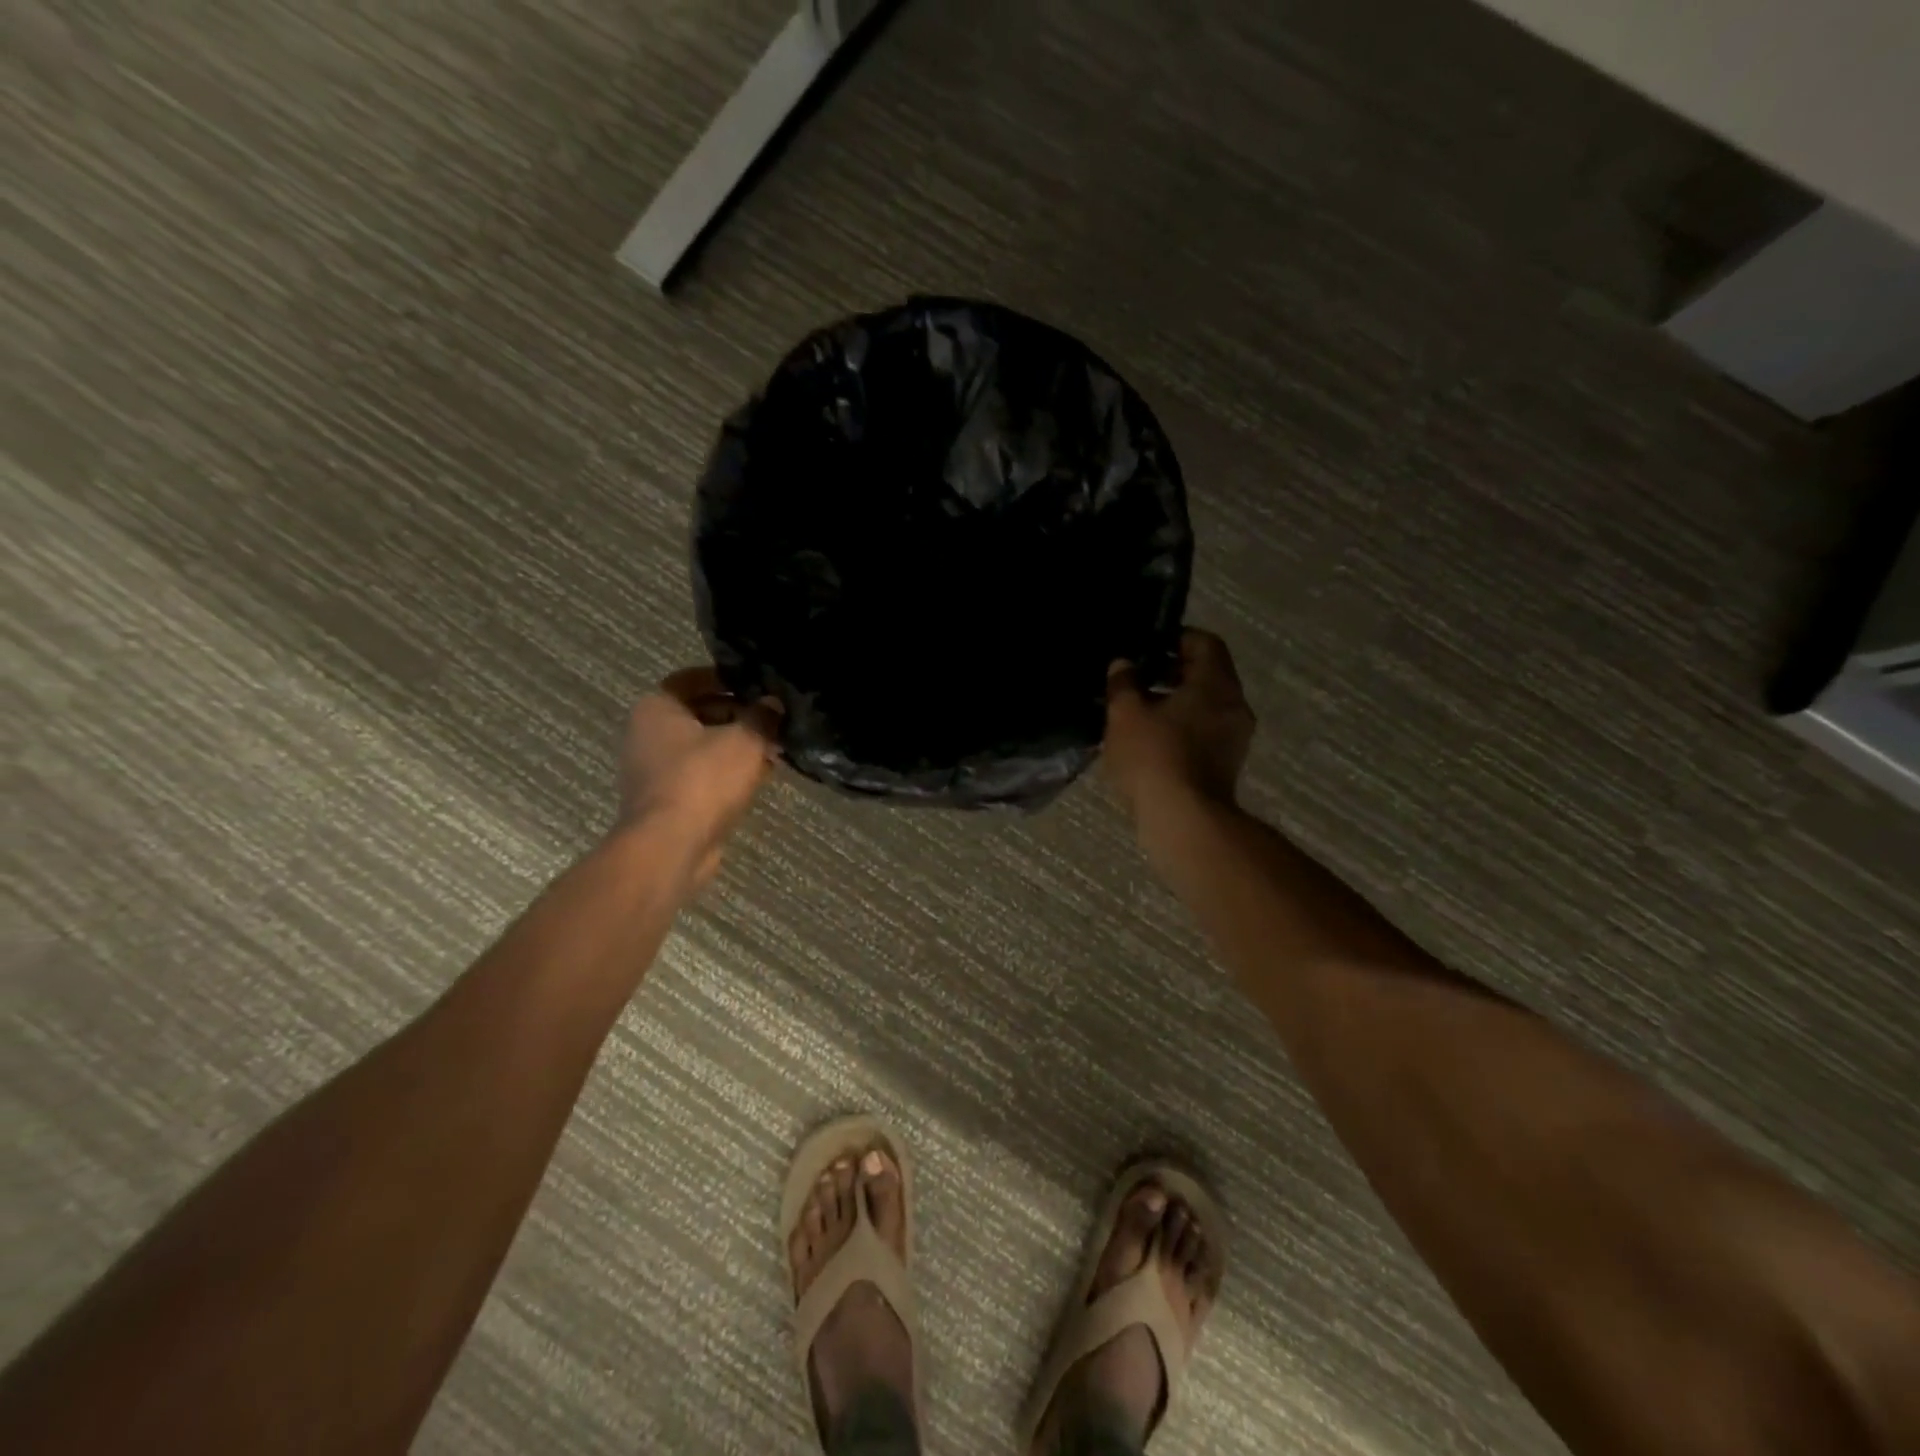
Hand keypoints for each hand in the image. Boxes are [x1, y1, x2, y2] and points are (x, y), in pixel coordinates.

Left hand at [616, 667, 781, 889]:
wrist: (670, 846)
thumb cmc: (703, 780)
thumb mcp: (745, 740)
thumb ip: (762, 717)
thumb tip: (773, 704)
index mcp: (657, 707)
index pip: (691, 679)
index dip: (726, 679)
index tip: (757, 685)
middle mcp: (648, 733)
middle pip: (698, 713)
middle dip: (738, 715)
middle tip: (773, 719)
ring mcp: (654, 770)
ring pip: (702, 747)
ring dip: (736, 746)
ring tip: (774, 748)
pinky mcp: (667, 800)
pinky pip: (702, 775)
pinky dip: (727, 773)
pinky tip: (759, 776)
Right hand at [1104, 628, 1255, 826]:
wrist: (1184, 819)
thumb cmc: (1155, 756)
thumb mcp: (1125, 714)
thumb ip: (1123, 683)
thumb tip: (1123, 664)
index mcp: (1216, 683)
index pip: (1205, 642)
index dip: (1176, 638)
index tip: (1148, 646)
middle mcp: (1234, 705)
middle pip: (1207, 674)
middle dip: (1172, 672)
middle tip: (1137, 678)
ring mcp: (1235, 737)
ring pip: (1205, 705)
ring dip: (1174, 702)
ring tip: (1137, 711)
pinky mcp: (1226, 764)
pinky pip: (1204, 731)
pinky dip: (1181, 727)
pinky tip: (1150, 740)